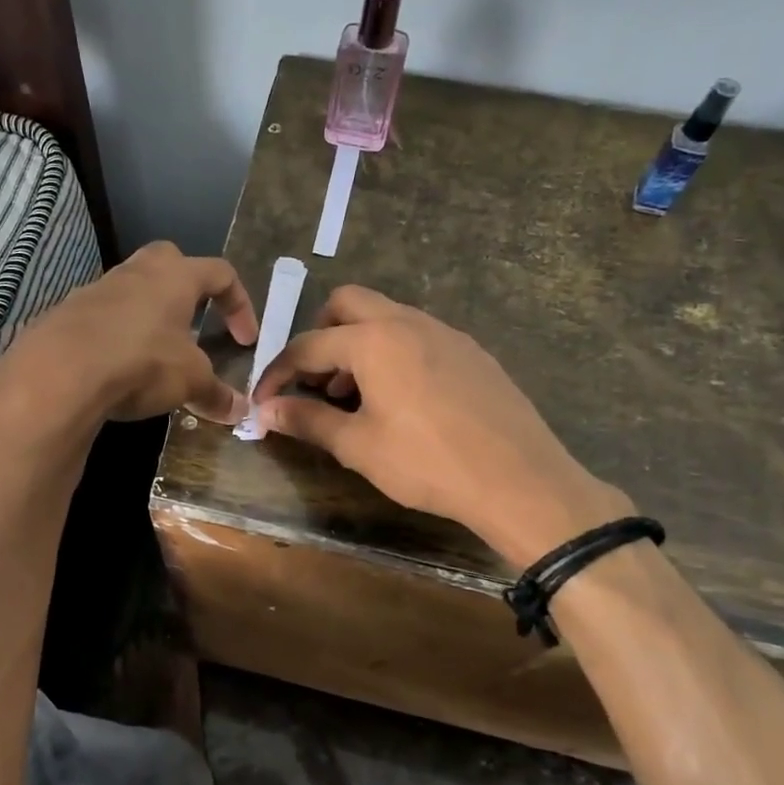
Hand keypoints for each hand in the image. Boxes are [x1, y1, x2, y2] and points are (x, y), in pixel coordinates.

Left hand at [0, 242, 258, 431]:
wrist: (60, 371)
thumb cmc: (141, 361)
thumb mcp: (189, 381)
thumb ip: (216, 393)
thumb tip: (240, 412)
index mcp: (175, 276)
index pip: (220, 273)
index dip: (240, 304)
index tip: (245, 340)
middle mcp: (136, 272)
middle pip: (169, 260)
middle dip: (187, 286)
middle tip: (195, 320)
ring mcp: (97, 289)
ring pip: (132, 289)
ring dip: (149, 314)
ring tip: (156, 352)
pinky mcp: (66, 314)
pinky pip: (102, 317)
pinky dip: (116, 336)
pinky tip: (118, 368)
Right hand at [252, 286, 628, 564]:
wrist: (519, 480)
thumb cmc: (428, 462)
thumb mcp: (358, 446)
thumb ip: (307, 420)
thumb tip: (265, 411)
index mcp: (374, 340)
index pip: (308, 345)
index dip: (278, 373)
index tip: (264, 401)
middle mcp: (408, 322)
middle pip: (347, 304)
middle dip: (320, 335)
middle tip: (314, 379)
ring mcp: (446, 333)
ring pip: (386, 317)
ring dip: (357, 344)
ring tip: (353, 396)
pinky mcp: (472, 352)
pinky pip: (418, 336)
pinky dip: (393, 353)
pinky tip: (400, 399)